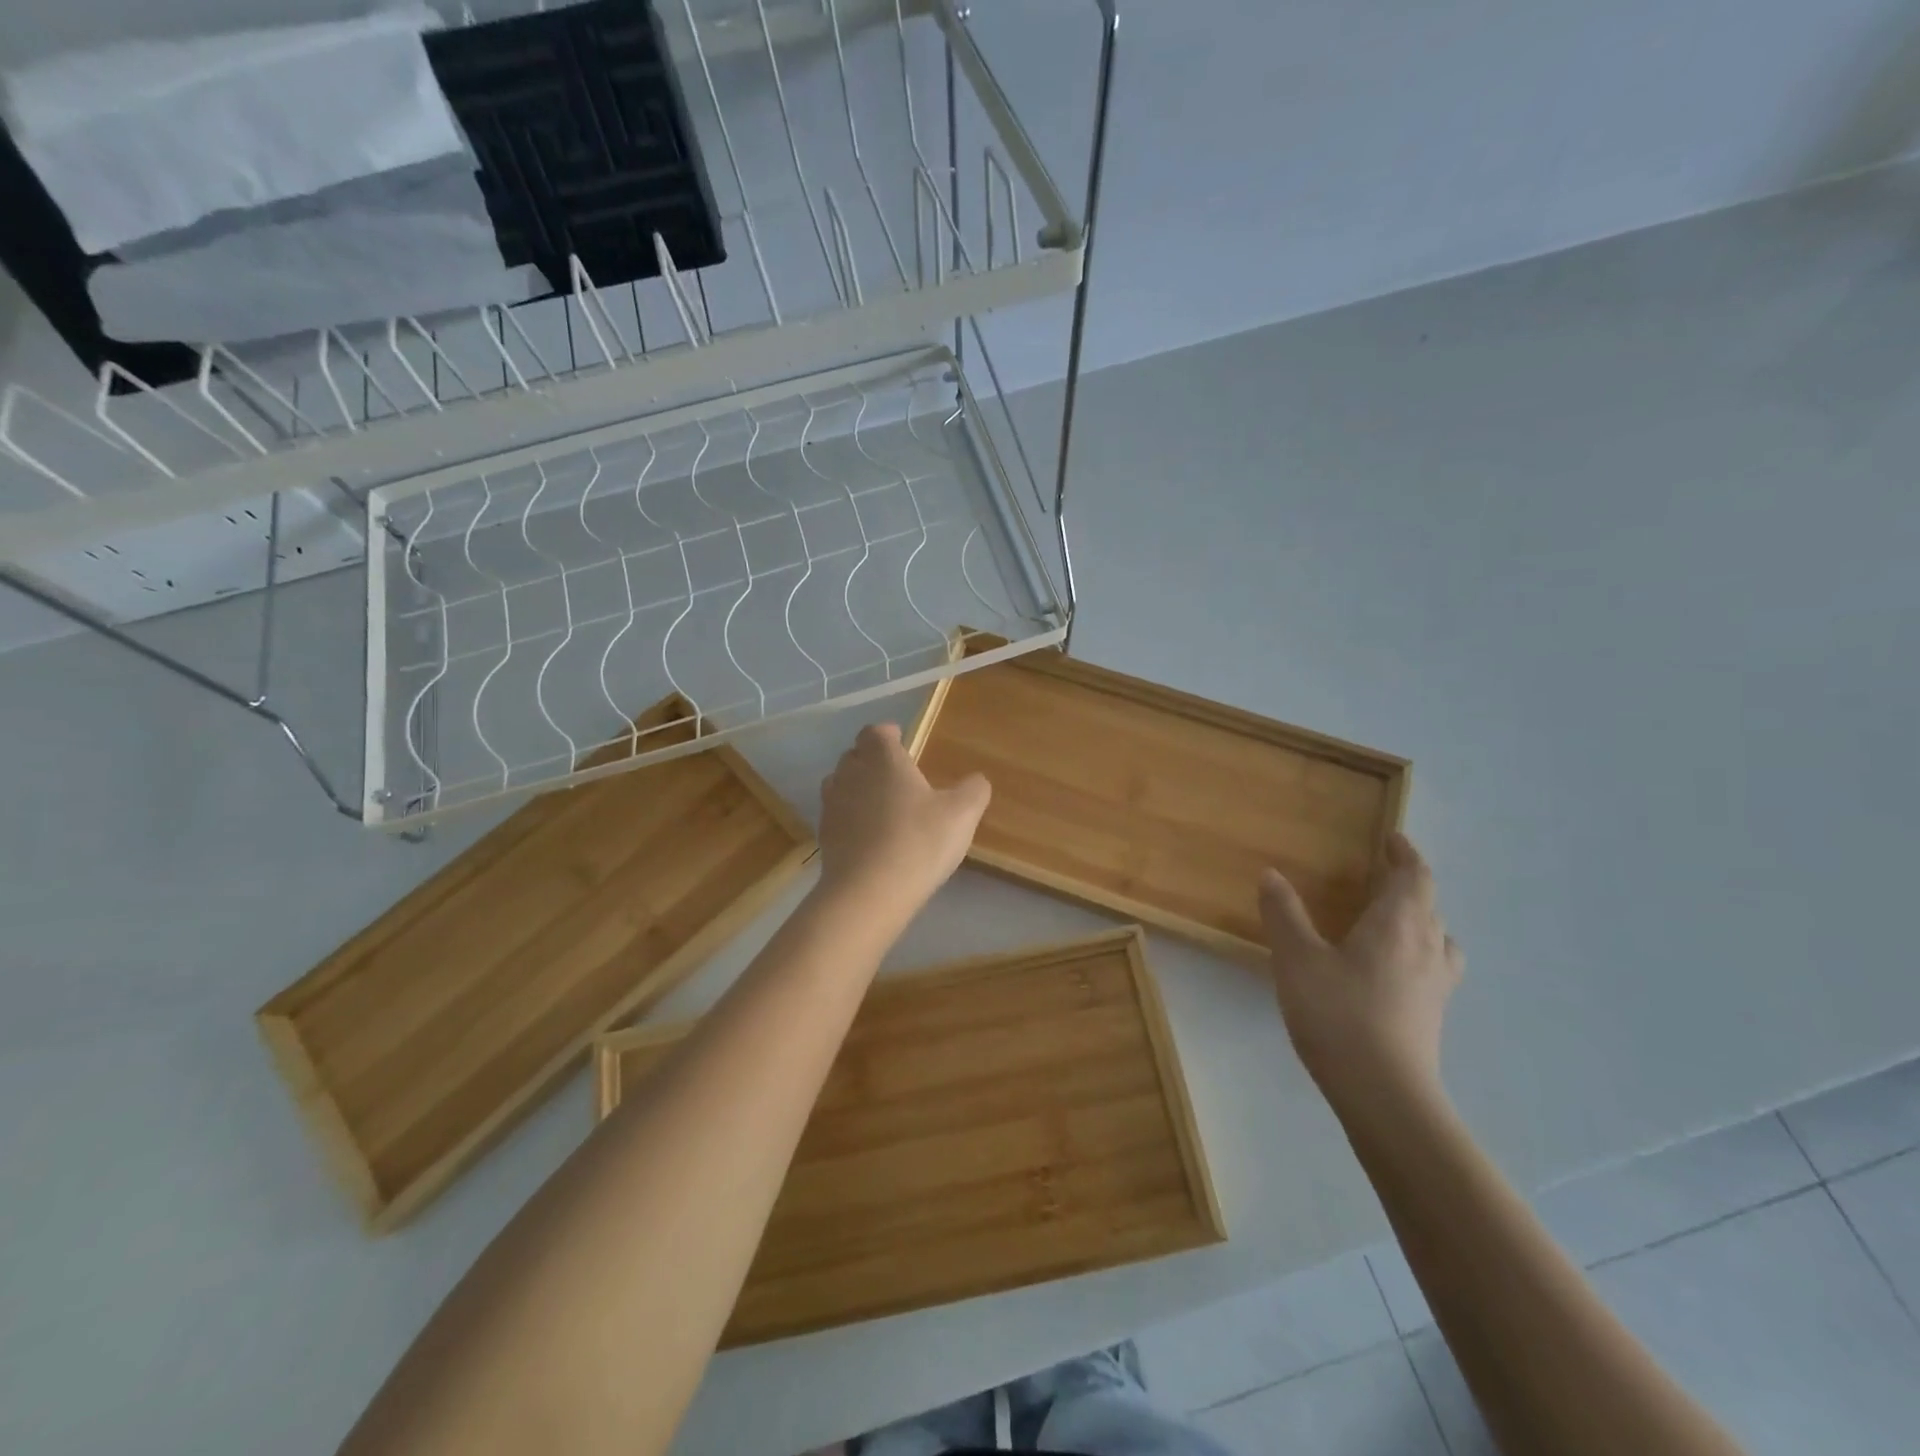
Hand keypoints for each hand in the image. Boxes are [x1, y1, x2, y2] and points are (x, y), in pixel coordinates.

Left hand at [816, 723, 990, 914]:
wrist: (869, 892)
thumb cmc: (919, 841)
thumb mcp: (962, 814)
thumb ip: (973, 790)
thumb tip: (977, 780)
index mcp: (883, 759)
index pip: (876, 732)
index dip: (888, 734)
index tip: (901, 741)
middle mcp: (852, 774)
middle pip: (855, 755)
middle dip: (871, 758)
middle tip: (895, 774)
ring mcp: (832, 805)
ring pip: (840, 783)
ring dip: (857, 787)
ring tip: (879, 803)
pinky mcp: (824, 836)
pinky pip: (836, 815)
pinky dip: (849, 817)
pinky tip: (868, 836)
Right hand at [1259, 833, 1462, 1107]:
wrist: (1384, 1094)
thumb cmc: (1338, 1014)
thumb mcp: (1297, 958)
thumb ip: (1284, 914)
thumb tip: (1271, 874)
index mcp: (1398, 924)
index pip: (1415, 877)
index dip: (1406, 854)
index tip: (1392, 838)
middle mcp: (1426, 948)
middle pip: (1430, 906)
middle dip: (1409, 885)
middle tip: (1381, 876)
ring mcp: (1436, 986)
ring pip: (1439, 939)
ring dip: (1421, 921)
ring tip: (1393, 922)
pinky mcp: (1432, 1017)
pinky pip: (1434, 968)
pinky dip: (1418, 954)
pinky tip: (1392, 972)